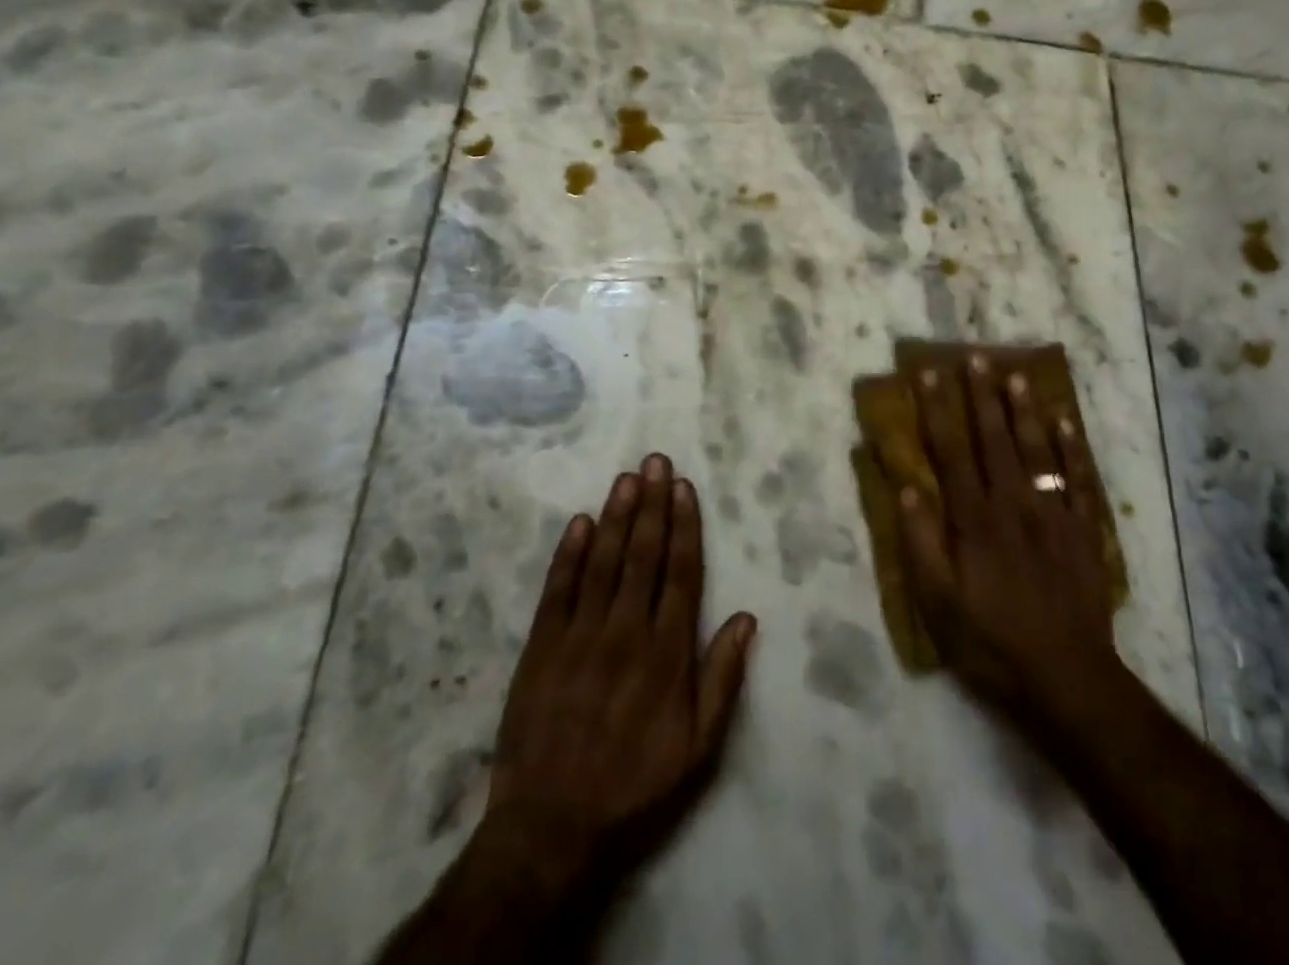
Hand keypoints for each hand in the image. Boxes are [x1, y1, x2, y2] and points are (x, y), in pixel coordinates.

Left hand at [485, 454, 757, 899]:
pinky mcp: (541, 647)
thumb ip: (723, 679)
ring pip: (602, 562)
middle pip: (643, 555)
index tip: (684, 487)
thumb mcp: (699, 748)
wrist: (552, 827)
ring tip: (626, 478)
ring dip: (615, 516)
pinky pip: (558, 590)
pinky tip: (579, 522)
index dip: (684, 526)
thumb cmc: (635, 785)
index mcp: (667, 653)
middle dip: (651, 505)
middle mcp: (626, 632)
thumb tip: (747, 618)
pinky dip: (568, 554)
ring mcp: (580, 636)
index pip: (681, 573)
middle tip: (655, 461)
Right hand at [897, 353, 1125, 740]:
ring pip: (1036, 451)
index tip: (930, 374)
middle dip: (982, 396)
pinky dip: (1073, 449)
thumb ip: (922, 543)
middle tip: (976, 357)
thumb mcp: (939, 604)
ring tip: (1016, 374)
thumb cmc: (991, 642)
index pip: (952, 452)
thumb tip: (908, 486)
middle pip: (994, 440)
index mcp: (974, 520)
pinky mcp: (1082, 533)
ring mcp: (1052, 516)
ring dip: (1024, 411)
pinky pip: (1079, 481)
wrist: (1067, 679)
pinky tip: (1066, 421)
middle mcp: (1012, 506)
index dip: (939, 410)